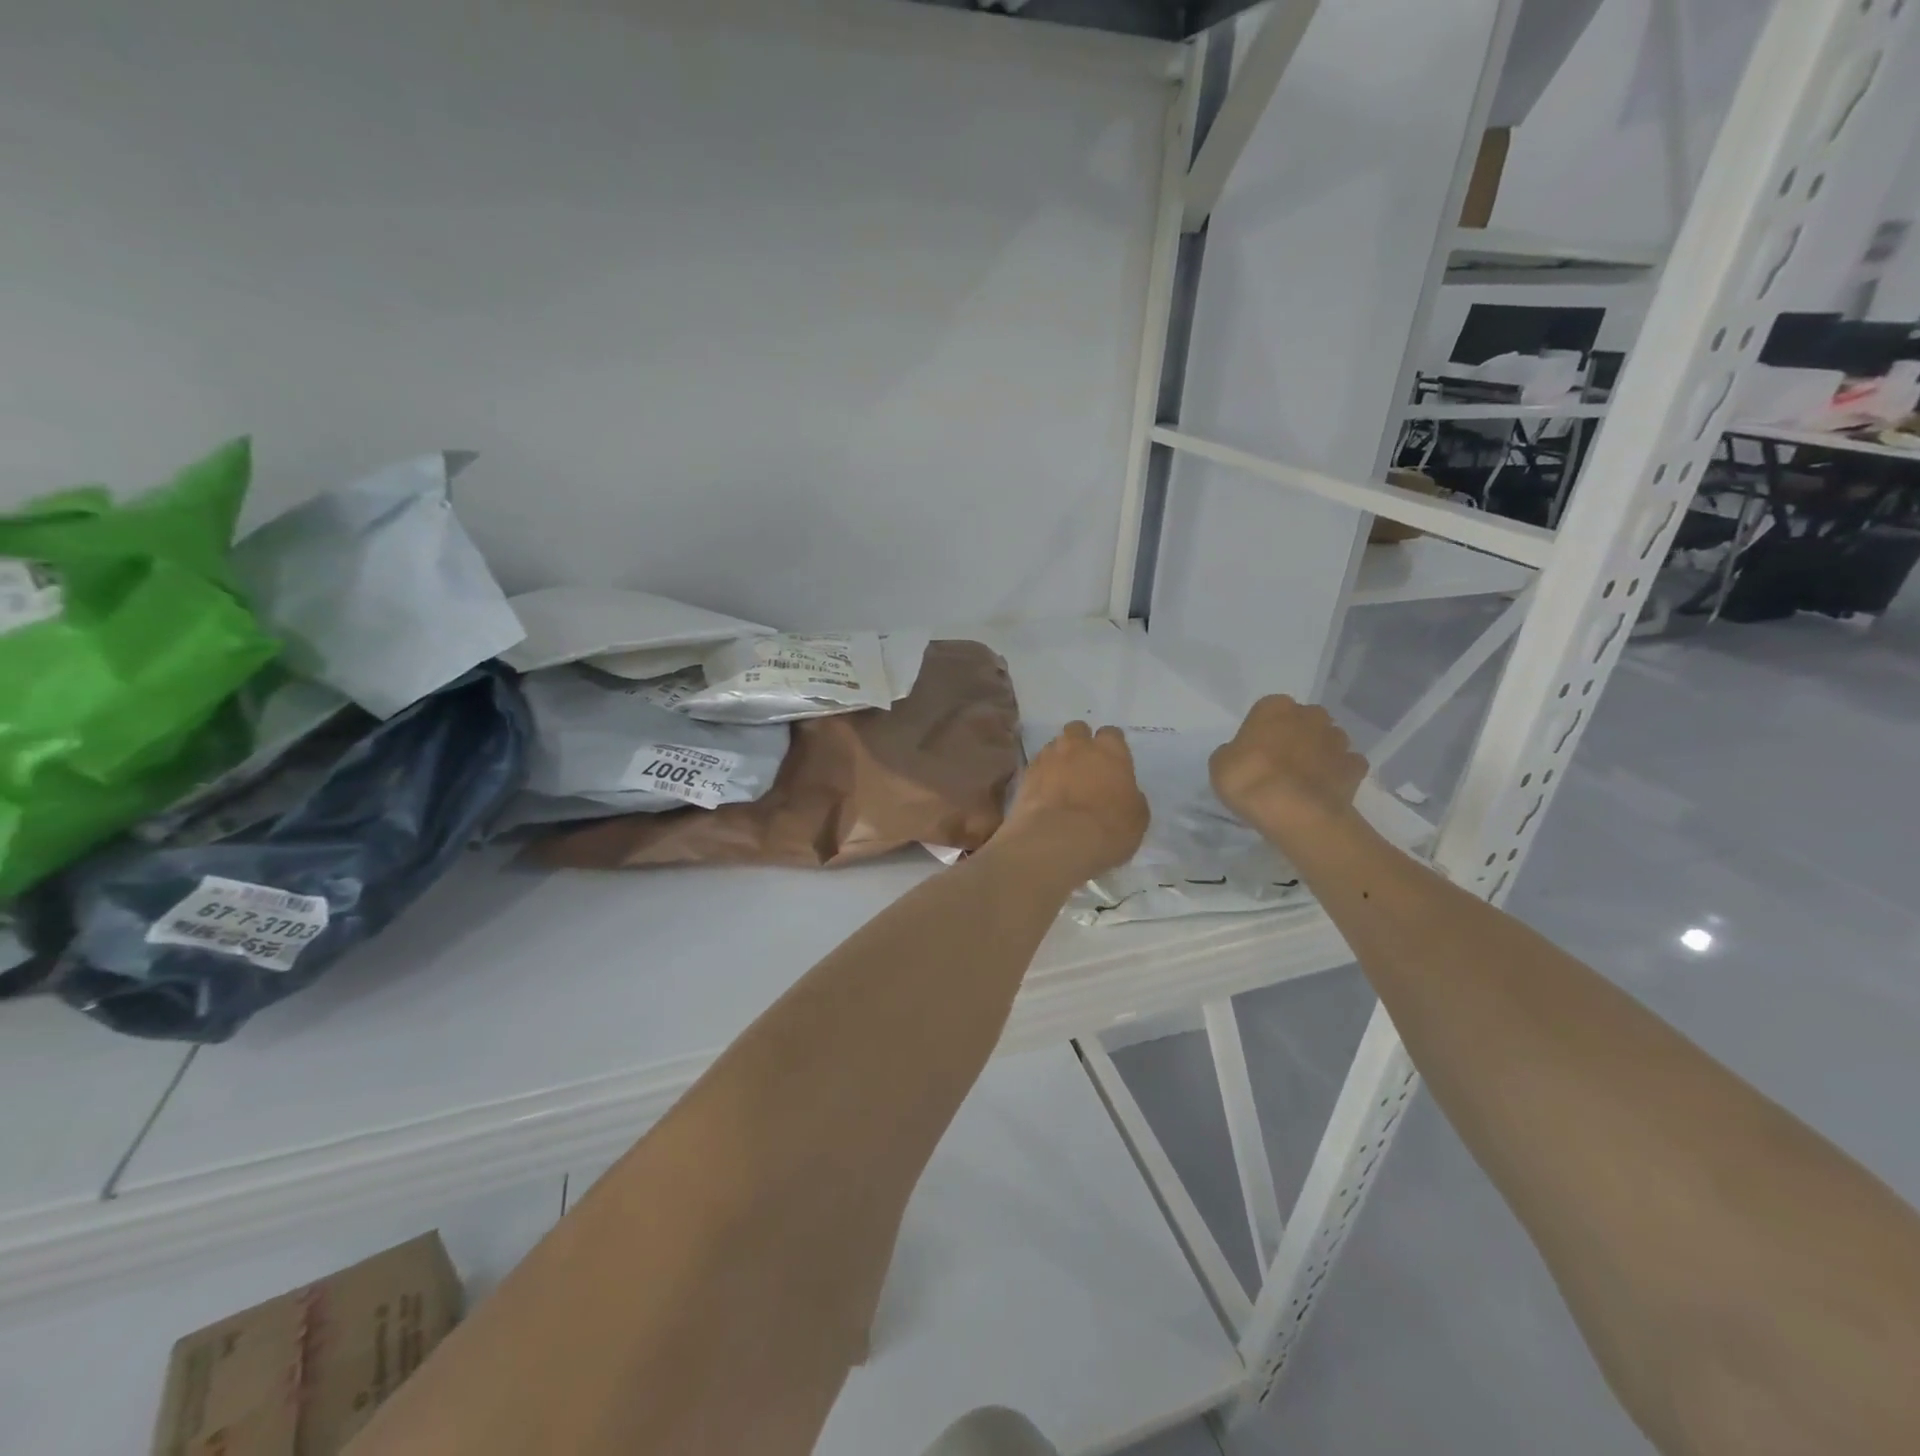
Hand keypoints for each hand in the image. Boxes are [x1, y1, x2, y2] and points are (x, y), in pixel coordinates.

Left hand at [998, 723, 1149, 885]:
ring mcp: (1048, 757)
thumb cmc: (1108, 828)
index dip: (1111, 747)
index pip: (1111, 734)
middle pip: (1077, 731)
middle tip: (1084, 766)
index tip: (1112, 762)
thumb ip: (1130, 795)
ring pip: (1054, 746)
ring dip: (1058, 759)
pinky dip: (1041, 776)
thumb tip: (1123, 792)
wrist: (1057, 840)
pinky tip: (1044, 795)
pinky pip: (1036, 767)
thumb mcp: (1136, 817)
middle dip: (1080, 743)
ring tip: (1061, 782)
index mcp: (1110, 750)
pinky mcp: (1025, 774)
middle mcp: (1077, 745)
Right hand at [1210, 696, 1367, 849]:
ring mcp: (1337, 740)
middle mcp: (1310, 715)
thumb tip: (1243, 755)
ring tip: (1303, 780)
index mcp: (1275, 707)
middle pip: (1303, 720)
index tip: (1256, 750)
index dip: (1262, 730)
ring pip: (1328, 740)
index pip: (1268, 709)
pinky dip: (1337, 774)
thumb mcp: (1220, 764)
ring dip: (1318, 753)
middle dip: (1296, 735)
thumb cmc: (1249, 780)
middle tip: (1280, 762)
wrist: (1295, 813)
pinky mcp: (1355, 767)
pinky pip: (1346, 765)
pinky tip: (1324, 790)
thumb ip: (1234, 752)